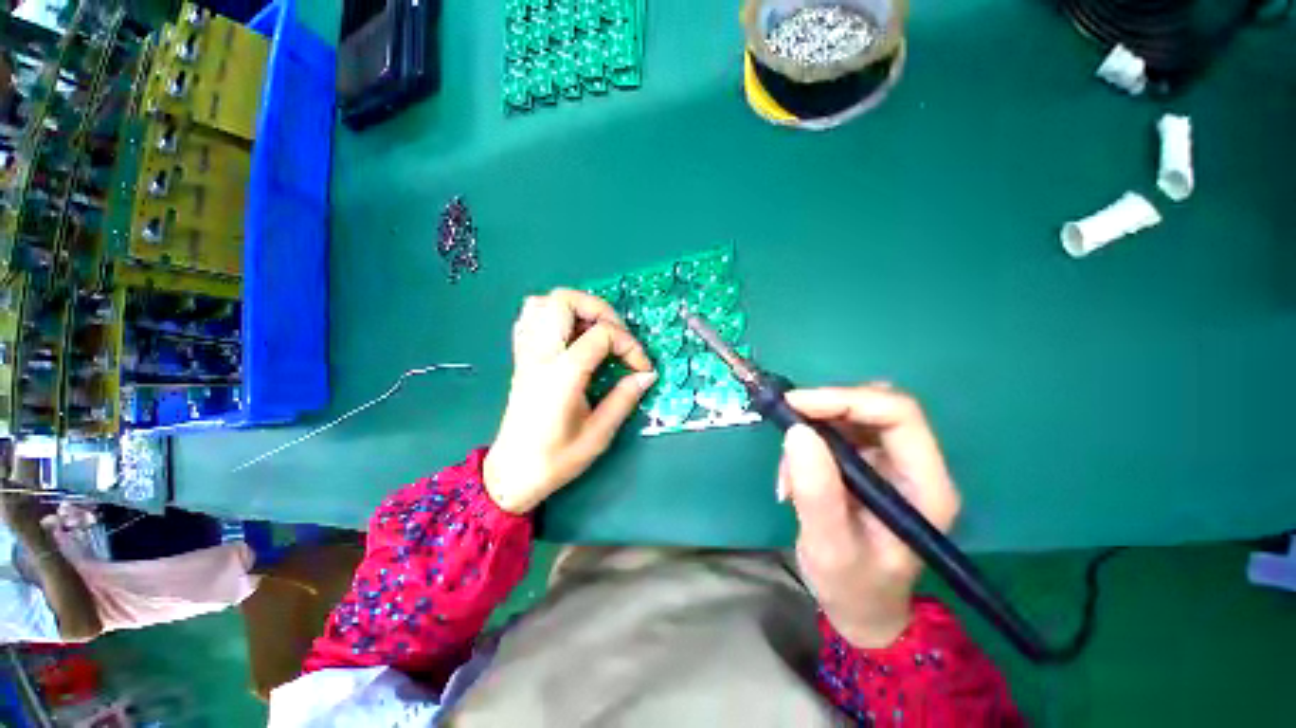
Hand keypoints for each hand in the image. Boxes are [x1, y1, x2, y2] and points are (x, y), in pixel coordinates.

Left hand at [483, 289, 656, 513]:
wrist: (512, 473)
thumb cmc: (556, 459)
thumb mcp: (598, 434)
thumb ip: (624, 399)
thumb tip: (647, 375)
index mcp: (562, 374)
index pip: (602, 335)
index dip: (630, 345)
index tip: (641, 368)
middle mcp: (541, 355)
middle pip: (564, 301)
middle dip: (600, 310)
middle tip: (618, 335)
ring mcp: (527, 353)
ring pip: (543, 302)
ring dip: (575, 308)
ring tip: (596, 330)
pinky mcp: (521, 358)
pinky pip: (530, 318)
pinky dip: (553, 315)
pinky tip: (570, 334)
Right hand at [780, 384, 959, 648]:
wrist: (860, 606)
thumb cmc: (852, 586)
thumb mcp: (829, 546)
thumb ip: (817, 492)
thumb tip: (797, 431)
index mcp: (926, 485)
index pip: (899, 415)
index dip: (846, 399)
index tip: (796, 405)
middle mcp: (915, 465)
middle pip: (875, 407)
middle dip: (825, 410)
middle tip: (785, 424)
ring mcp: (891, 462)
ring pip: (851, 416)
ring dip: (812, 430)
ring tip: (788, 473)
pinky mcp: (868, 463)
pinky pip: (835, 431)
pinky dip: (807, 443)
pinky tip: (793, 476)